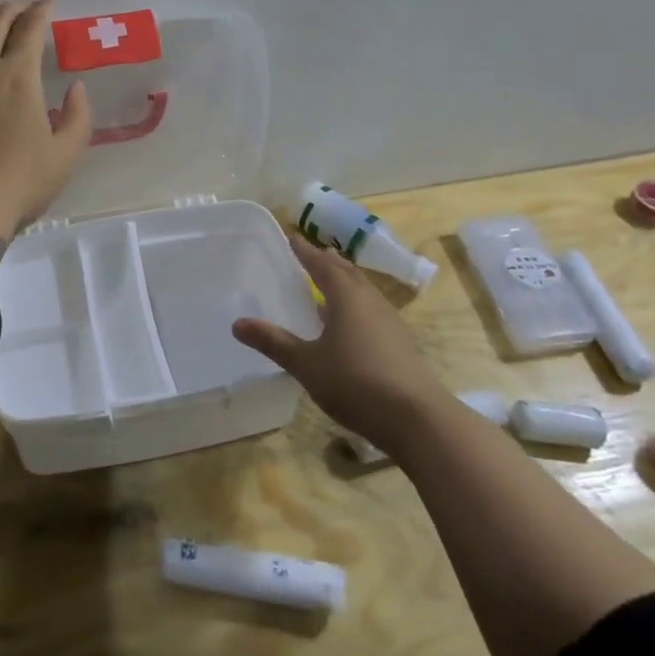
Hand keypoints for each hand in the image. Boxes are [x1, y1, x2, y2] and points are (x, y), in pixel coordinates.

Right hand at [232, 237, 444, 454]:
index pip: (321, 264)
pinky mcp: (400, 343)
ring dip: (343, 282)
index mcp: (346, 296)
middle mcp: (370, 300)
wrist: (417, 419)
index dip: (304, 250)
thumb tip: (237, 323)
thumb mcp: (306, 364)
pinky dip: (354, 305)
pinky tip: (346, 325)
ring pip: (362, 291)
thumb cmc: (355, 382)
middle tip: (308, 255)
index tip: (290, 236)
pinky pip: (371, 310)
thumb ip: (273, 342)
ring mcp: (390, 321)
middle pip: (346, 272)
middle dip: (326, 262)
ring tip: (325, 285)